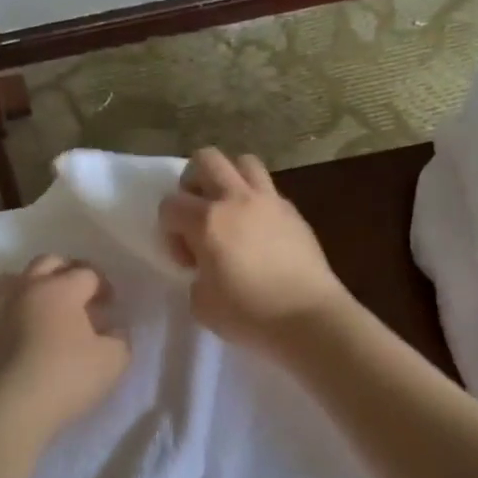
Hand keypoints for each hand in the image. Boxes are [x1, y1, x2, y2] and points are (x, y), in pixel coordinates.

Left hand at [0, 255, 130, 446]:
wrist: (2, 410)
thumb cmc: (63, 380)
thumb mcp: (112, 362)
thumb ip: (119, 339)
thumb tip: (112, 329)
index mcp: (60, 289)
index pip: (88, 274)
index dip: (104, 286)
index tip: (110, 305)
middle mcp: (25, 287)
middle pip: (49, 263)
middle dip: (68, 273)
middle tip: (80, 297)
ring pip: (15, 279)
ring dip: (33, 285)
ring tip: (43, 309)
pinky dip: (10, 309)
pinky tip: (18, 331)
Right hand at [158, 148, 349, 353]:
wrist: (308, 318)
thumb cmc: (249, 315)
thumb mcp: (201, 304)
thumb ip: (195, 274)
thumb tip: (206, 265)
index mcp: (207, 221)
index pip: (170, 204)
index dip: (169, 231)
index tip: (188, 260)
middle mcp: (236, 199)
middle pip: (205, 159)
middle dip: (192, 182)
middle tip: (198, 216)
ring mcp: (269, 201)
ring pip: (242, 161)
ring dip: (228, 178)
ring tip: (229, 210)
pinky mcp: (293, 211)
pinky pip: (268, 188)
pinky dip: (255, 200)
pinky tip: (258, 230)